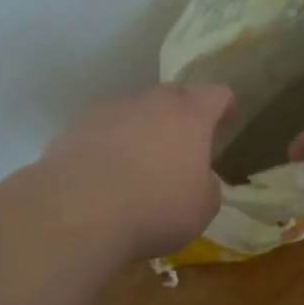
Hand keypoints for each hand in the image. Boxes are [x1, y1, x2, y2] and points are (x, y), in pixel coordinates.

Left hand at [41, 83, 235, 258]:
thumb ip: (207, 187)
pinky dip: (107, 144)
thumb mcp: (201, 209)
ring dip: (140, 130)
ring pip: (134, 111)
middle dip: (180, 115)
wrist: (80, 209)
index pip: (217, 94)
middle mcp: (152, 103)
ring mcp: (111, 110)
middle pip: (173, 96)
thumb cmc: (155, 208)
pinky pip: (102, 129)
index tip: (226, 120)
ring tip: (135, 166)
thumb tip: (199, 179)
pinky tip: (102, 175)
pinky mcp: (77, 125)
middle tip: (180, 146)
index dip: (224, 106)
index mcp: (191, 117)